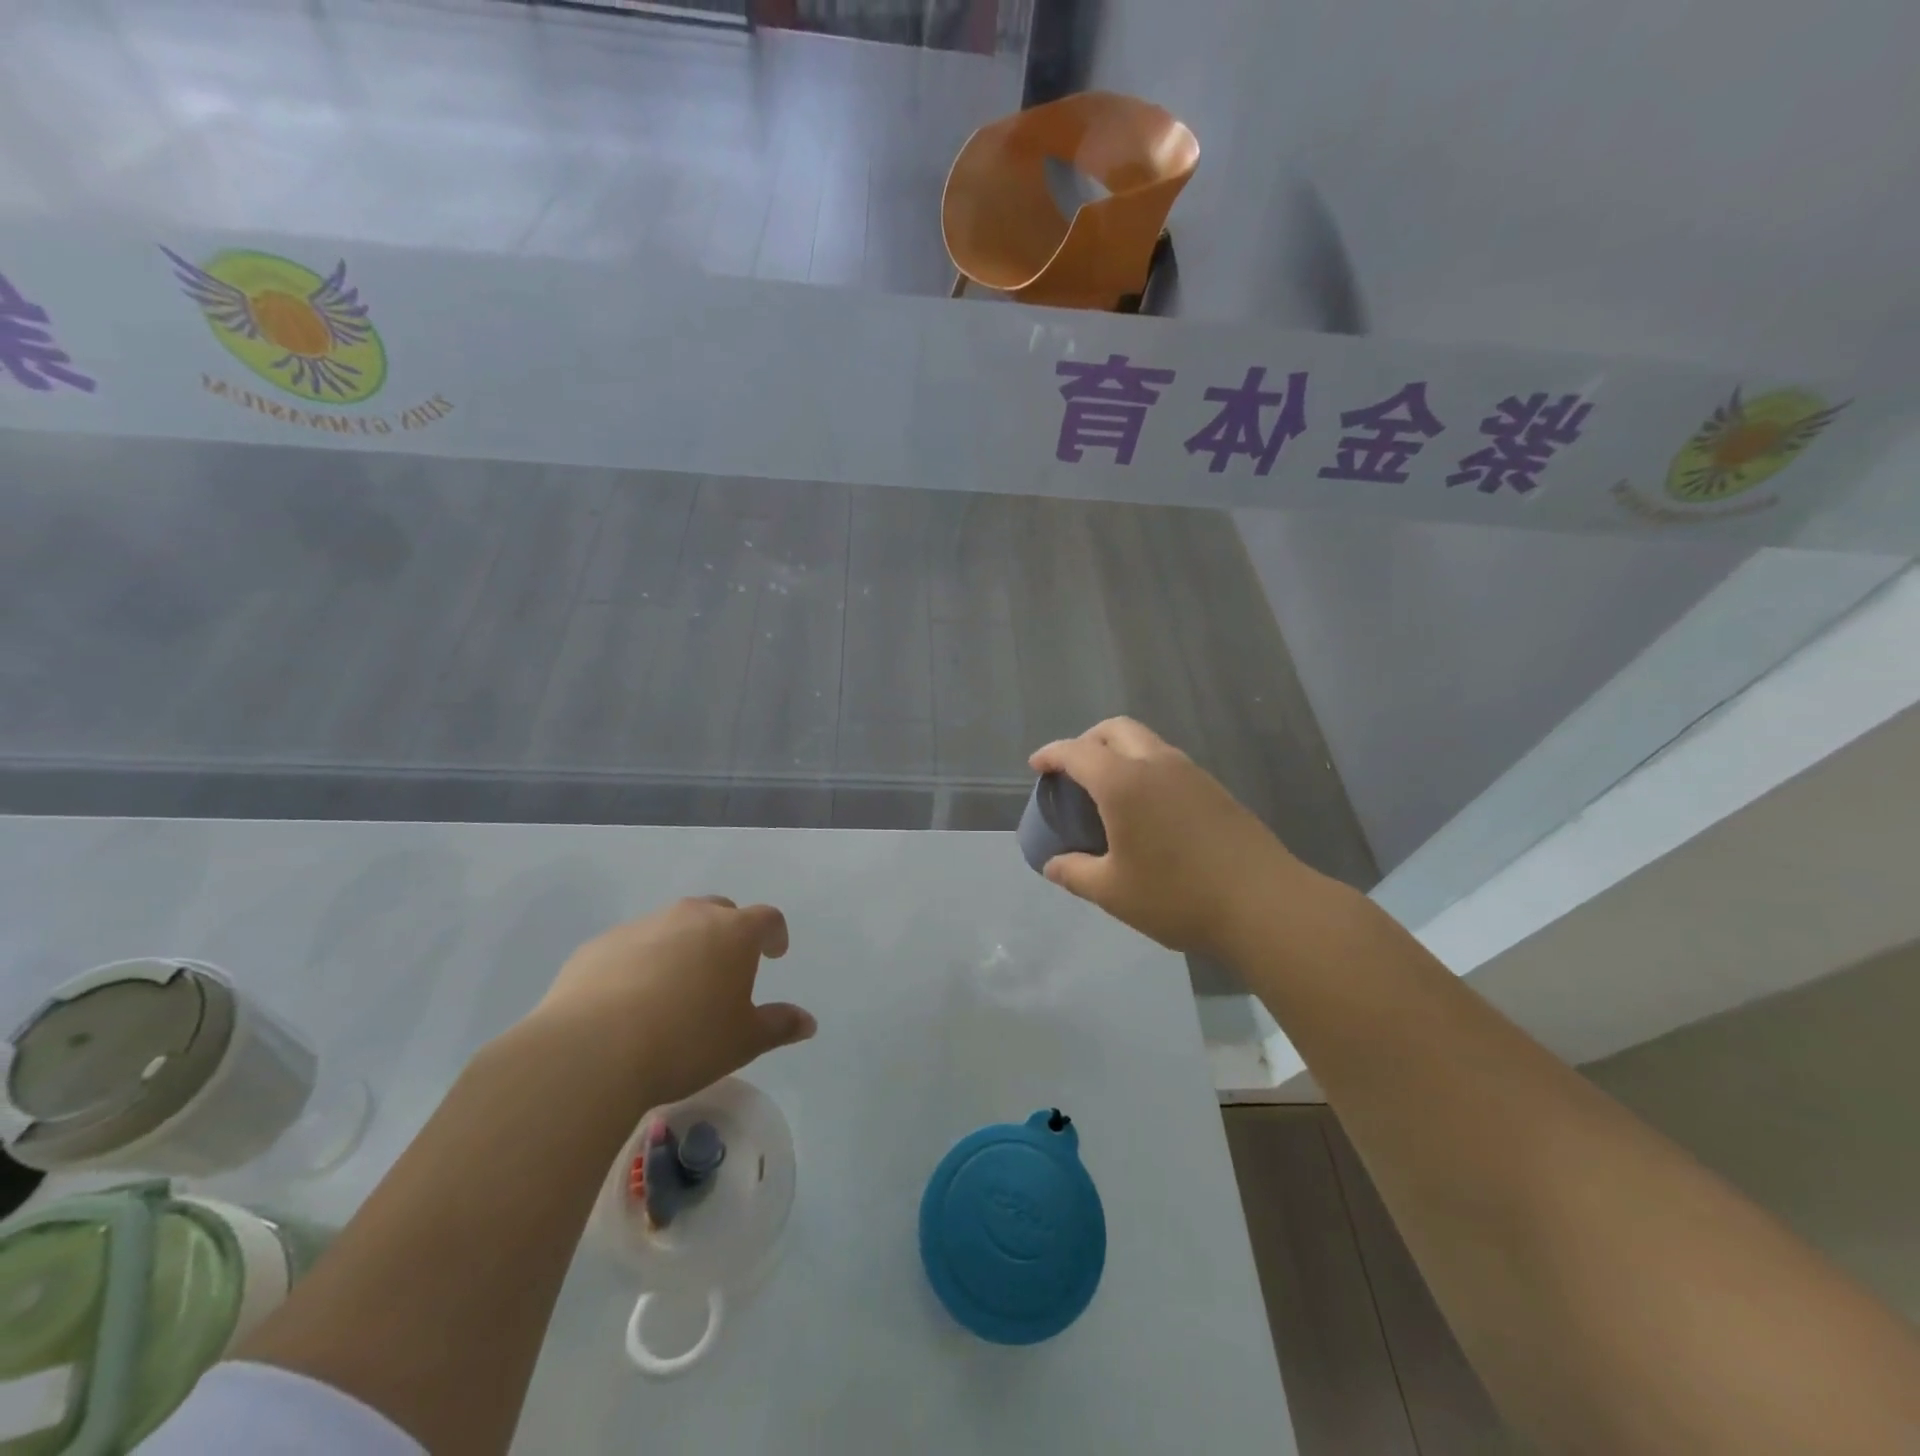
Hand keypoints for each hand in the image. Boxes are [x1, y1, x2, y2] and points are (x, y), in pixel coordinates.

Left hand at [528, 897, 815, 1106]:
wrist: (591, 1050)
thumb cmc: (686, 1041)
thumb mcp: (743, 1041)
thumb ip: (779, 1026)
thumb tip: (808, 1022)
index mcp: (733, 932)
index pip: (766, 918)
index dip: (774, 934)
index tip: (774, 954)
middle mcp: (690, 916)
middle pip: (719, 911)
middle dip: (728, 933)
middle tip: (726, 968)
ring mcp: (641, 926)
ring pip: (672, 926)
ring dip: (682, 946)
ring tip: (676, 988)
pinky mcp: (599, 945)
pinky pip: (631, 946)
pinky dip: (640, 962)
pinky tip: (629, 1000)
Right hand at [1030, 718, 1306, 958]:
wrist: (1265, 904)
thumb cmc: (1178, 896)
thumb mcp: (1113, 892)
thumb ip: (1075, 873)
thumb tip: (1053, 865)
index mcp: (1124, 782)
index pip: (1077, 752)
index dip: (1052, 754)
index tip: (1037, 765)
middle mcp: (1157, 764)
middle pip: (1115, 729)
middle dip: (1087, 740)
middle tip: (1073, 769)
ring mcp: (1192, 773)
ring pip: (1146, 742)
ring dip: (1119, 752)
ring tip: (1107, 789)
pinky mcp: (1216, 790)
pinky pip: (1168, 762)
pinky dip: (1145, 768)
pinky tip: (1146, 808)